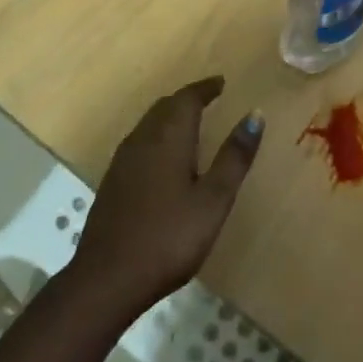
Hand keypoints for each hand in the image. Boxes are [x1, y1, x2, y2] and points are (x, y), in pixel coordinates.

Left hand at [72, 77, 264, 314]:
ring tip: (190, 123)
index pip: (187, 98)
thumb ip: (234, 157)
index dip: (205, 88)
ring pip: (149, 123)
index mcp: (169, 137)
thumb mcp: (213, 200)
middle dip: (188, 99)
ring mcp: (123, 160)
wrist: (107, 278)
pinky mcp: (112, 181)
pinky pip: (139, 142)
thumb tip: (255, 115)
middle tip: (209, 99)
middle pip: (166, 106)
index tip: (221, 83)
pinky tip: (163, 158)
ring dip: (170, 116)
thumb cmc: (169, 238)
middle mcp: (143, 138)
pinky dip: (157, 136)